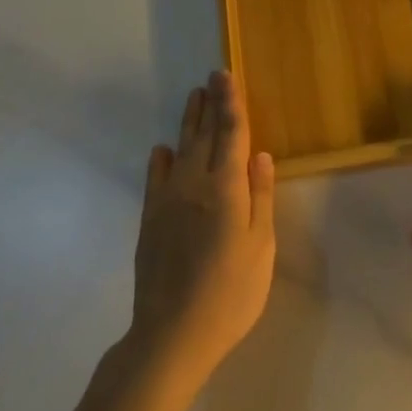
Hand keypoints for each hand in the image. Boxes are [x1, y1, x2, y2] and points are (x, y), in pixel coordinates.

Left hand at [127, 71, 275, 389]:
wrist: (172, 334)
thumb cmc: (230, 293)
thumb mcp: (260, 247)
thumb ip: (260, 197)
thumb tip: (261, 155)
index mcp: (226, 188)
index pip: (231, 134)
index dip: (230, 103)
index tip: (226, 76)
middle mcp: (194, 184)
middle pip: (204, 135)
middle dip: (210, 104)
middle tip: (212, 76)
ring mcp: (168, 201)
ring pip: (180, 150)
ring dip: (188, 122)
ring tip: (193, 97)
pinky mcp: (150, 220)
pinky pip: (156, 179)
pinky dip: (160, 160)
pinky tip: (162, 150)